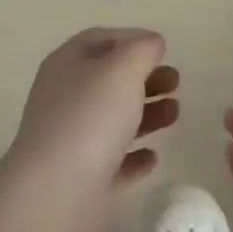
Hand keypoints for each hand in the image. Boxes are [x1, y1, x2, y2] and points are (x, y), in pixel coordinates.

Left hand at [7, 29, 179, 227]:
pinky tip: (152, 157)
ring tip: (175, 114)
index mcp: (68, 64)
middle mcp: (65, 98)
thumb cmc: (91, 116)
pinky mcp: (80, 179)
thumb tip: (151, 44)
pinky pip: (111, 161)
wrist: (56, 192)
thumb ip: (142, 49)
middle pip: (110, 80)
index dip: (132, 39)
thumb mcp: (123, 68)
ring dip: (146, 114)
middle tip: (176, 83)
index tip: (163, 50)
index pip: (100, 40)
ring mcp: (70, 140)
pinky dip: (133, 157)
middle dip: (145, 78)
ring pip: (113, 120)